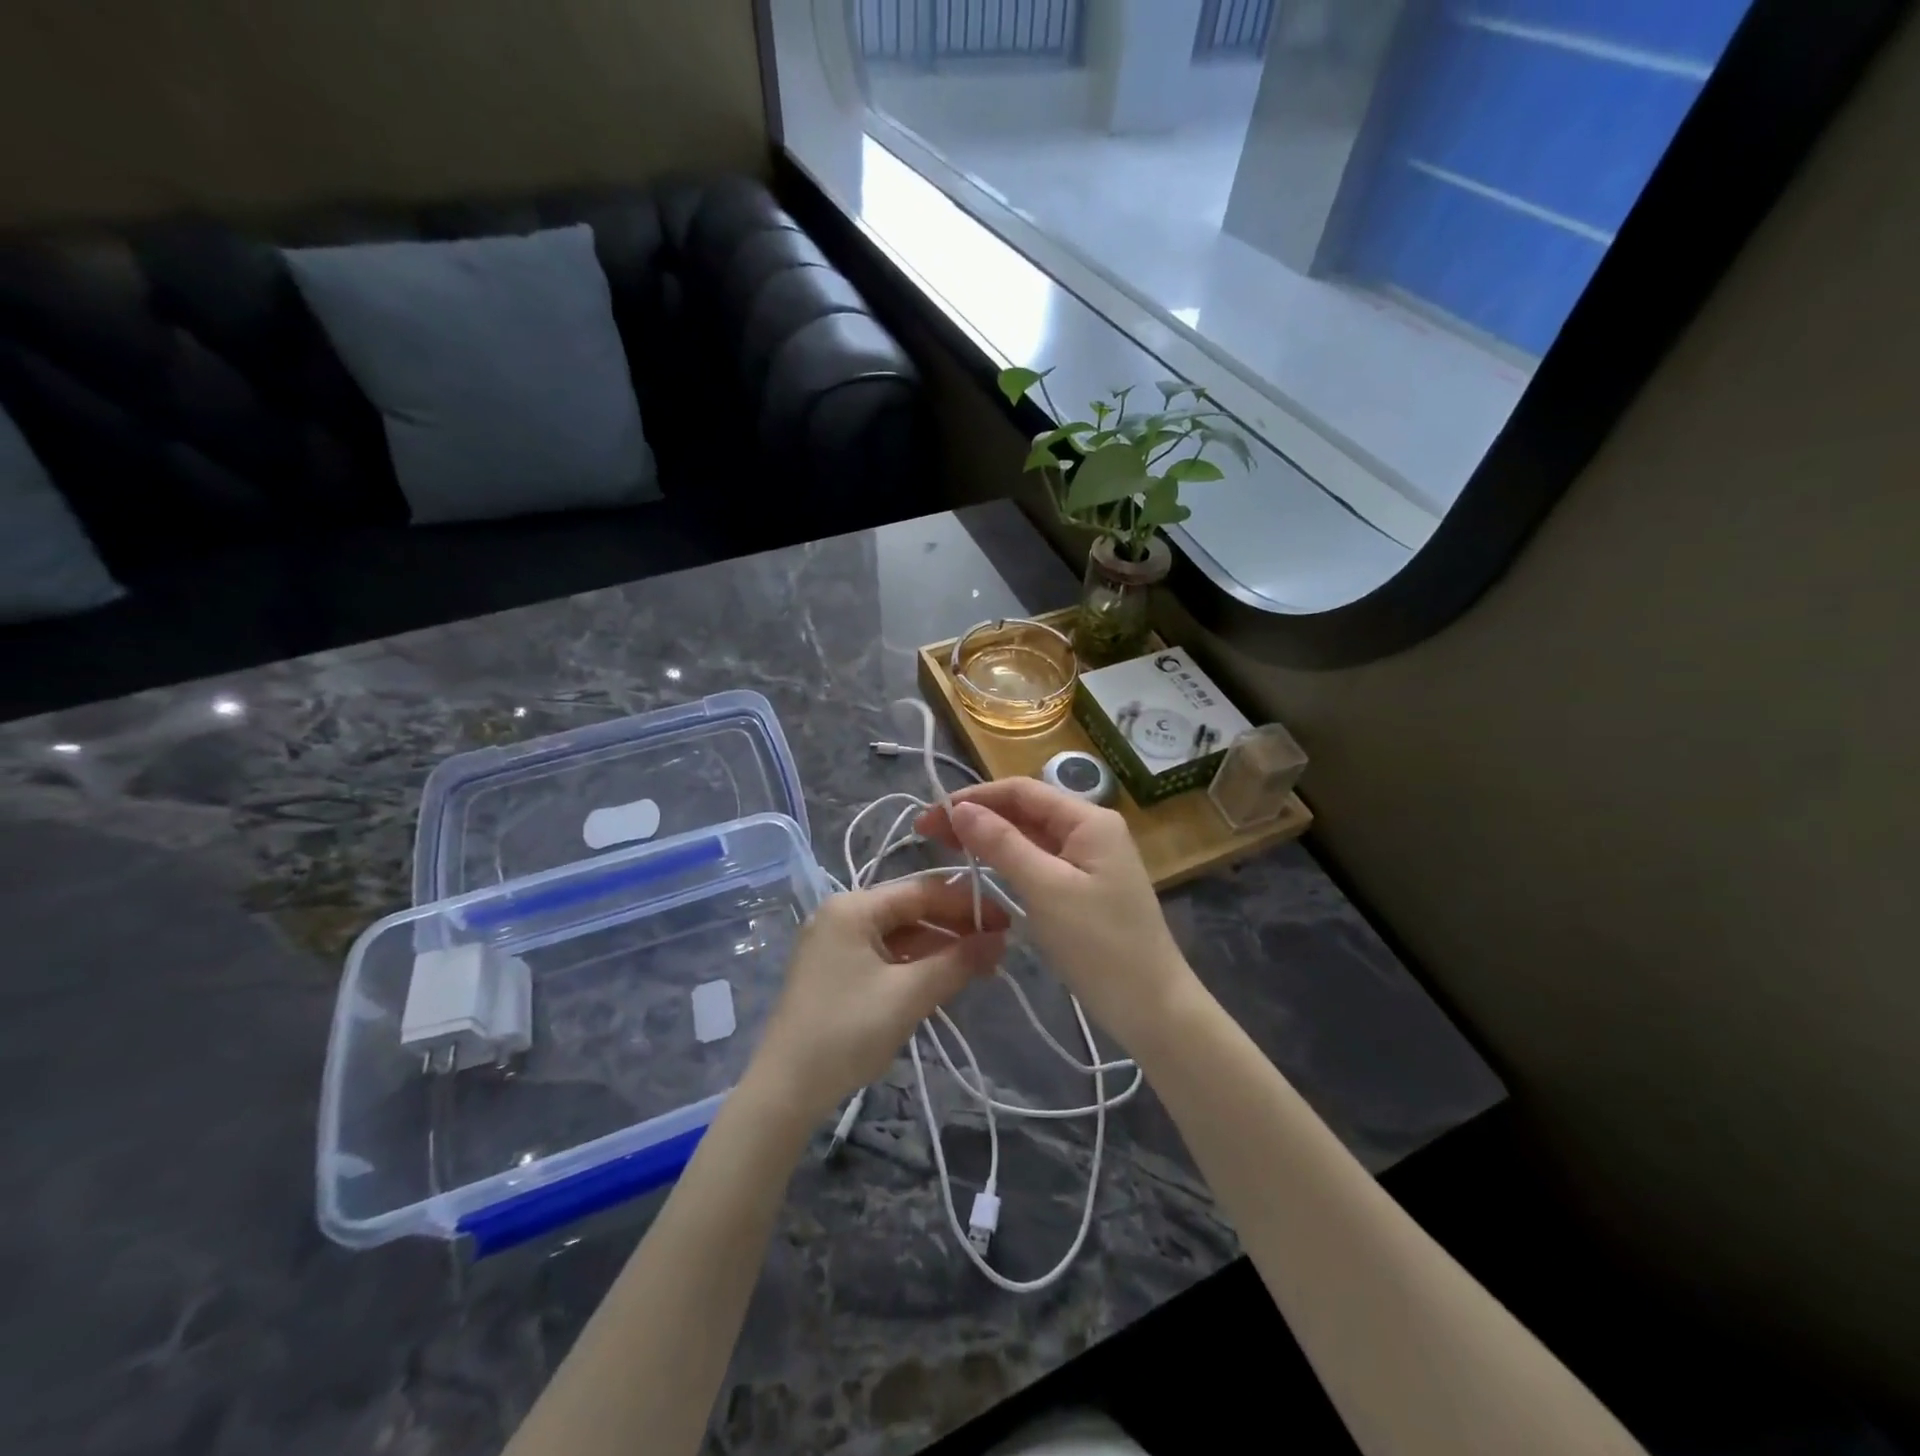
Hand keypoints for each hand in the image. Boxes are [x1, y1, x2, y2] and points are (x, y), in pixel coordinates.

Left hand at [746, 876, 1007, 1123]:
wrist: (785, 1090)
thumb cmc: (847, 1032)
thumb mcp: (909, 995)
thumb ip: (957, 962)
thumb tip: (999, 940)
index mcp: (854, 907)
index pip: (922, 891)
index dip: (967, 904)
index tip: (1006, 922)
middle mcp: (841, 914)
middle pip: (910, 909)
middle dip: (954, 927)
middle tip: (997, 948)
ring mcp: (835, 942)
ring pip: (899, 934)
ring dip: (938, 947)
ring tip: (979, 965)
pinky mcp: (834, 969)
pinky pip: (884, 954)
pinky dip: (914, 963)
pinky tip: (943, 977)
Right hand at [914, 778, 1198, 1052]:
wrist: (1153, 1008)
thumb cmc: (1100, 946)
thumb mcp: (1046, 890)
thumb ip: (1002, 844)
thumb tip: (959, 809)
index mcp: (1088, 820)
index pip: (1021, 791)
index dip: (973, 798)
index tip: (930, 817)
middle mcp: (1091, 830)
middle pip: (1025, 810)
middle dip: (978, 816)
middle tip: (927, 834)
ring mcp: (1090, 860)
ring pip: (1031, 836)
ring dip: (990, 838)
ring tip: (946, 848)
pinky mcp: (1084, 887)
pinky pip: (1040, 862)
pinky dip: (1009, 861)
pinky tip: (983, 869)